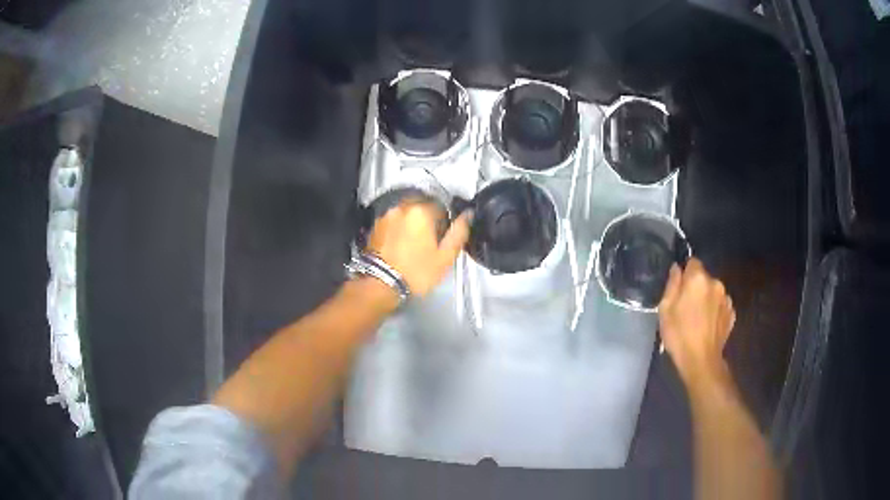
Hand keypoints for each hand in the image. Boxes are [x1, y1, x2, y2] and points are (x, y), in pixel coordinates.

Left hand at [367, 201, 471, 297]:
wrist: (381, 284)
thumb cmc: (414, 273)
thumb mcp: (445, 256)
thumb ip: (459, 232)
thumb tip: (468, 216)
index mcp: (421, 212)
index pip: (441, 206)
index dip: (446, 222)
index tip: (443, 237)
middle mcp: (402, 208)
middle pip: (422, 206)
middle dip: (428, 219)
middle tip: (430, 241)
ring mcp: (386, 217)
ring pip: (406, 213)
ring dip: (412, 224)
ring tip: (415, 246)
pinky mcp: (376, 227)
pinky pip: (393, 222)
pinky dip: (399, 230)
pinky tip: (401, 246)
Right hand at [658, 258, 735, 385]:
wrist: (701, 361)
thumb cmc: (679, 335)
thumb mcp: (665, 309)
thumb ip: (672, 284)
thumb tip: (676, 268)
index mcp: (698, 279)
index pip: (693, 262)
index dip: (685, 274)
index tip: (679, 289)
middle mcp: (715, 283)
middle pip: (704, 278)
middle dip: (696, 287)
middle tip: (686, 307)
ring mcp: (726, 298)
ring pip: (713, 292)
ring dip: (707, 299)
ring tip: (698, 319)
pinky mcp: (732, 313)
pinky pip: (721, 305)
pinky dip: (715, 311)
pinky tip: (708, 325)